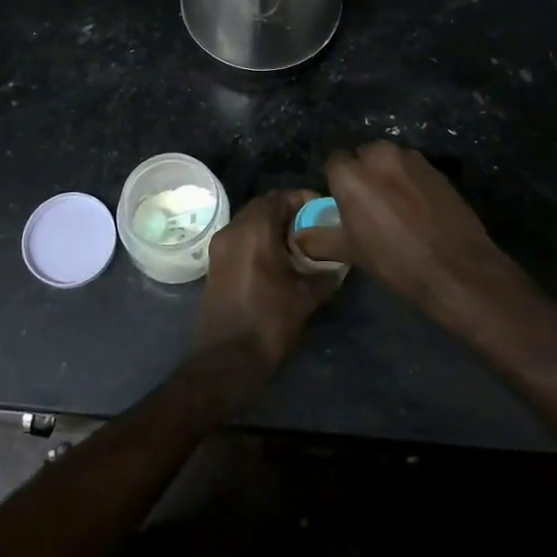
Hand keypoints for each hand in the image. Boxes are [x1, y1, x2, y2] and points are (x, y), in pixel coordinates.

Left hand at [194, 189, 344, 376]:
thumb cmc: (269, 322)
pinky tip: (278, 259)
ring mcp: (220, 246)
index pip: (280, 197)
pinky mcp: (215, 263)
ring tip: (299, 242)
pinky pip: (240, 238)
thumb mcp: (305, 297)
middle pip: (263, 206)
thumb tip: (342, 263)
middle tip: (313, 225)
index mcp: (254, 230)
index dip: (303, 199)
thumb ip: (325, 273)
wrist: (227, 359)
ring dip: (272, 225)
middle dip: (288, 211)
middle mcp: (233, 230)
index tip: (323, 210)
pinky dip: (258, 239)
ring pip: (249, 221)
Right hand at [296, 142, 530, 340]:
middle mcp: (379, 155)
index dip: (337, 183)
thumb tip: (300, 237)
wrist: (456, 267)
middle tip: (369, 205)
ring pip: (389, 159)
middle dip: (363, 173)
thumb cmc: (395, 260)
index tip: (344, 204)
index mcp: (351, 174)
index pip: (333, 162)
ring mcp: (411, 158)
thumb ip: (320, 239)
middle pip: (362, 156)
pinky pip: (412, 168)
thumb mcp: (351, 252)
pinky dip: (410, 180)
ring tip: (396, 206)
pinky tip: (418, 207)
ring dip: (388, 174)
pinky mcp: (435, 167)